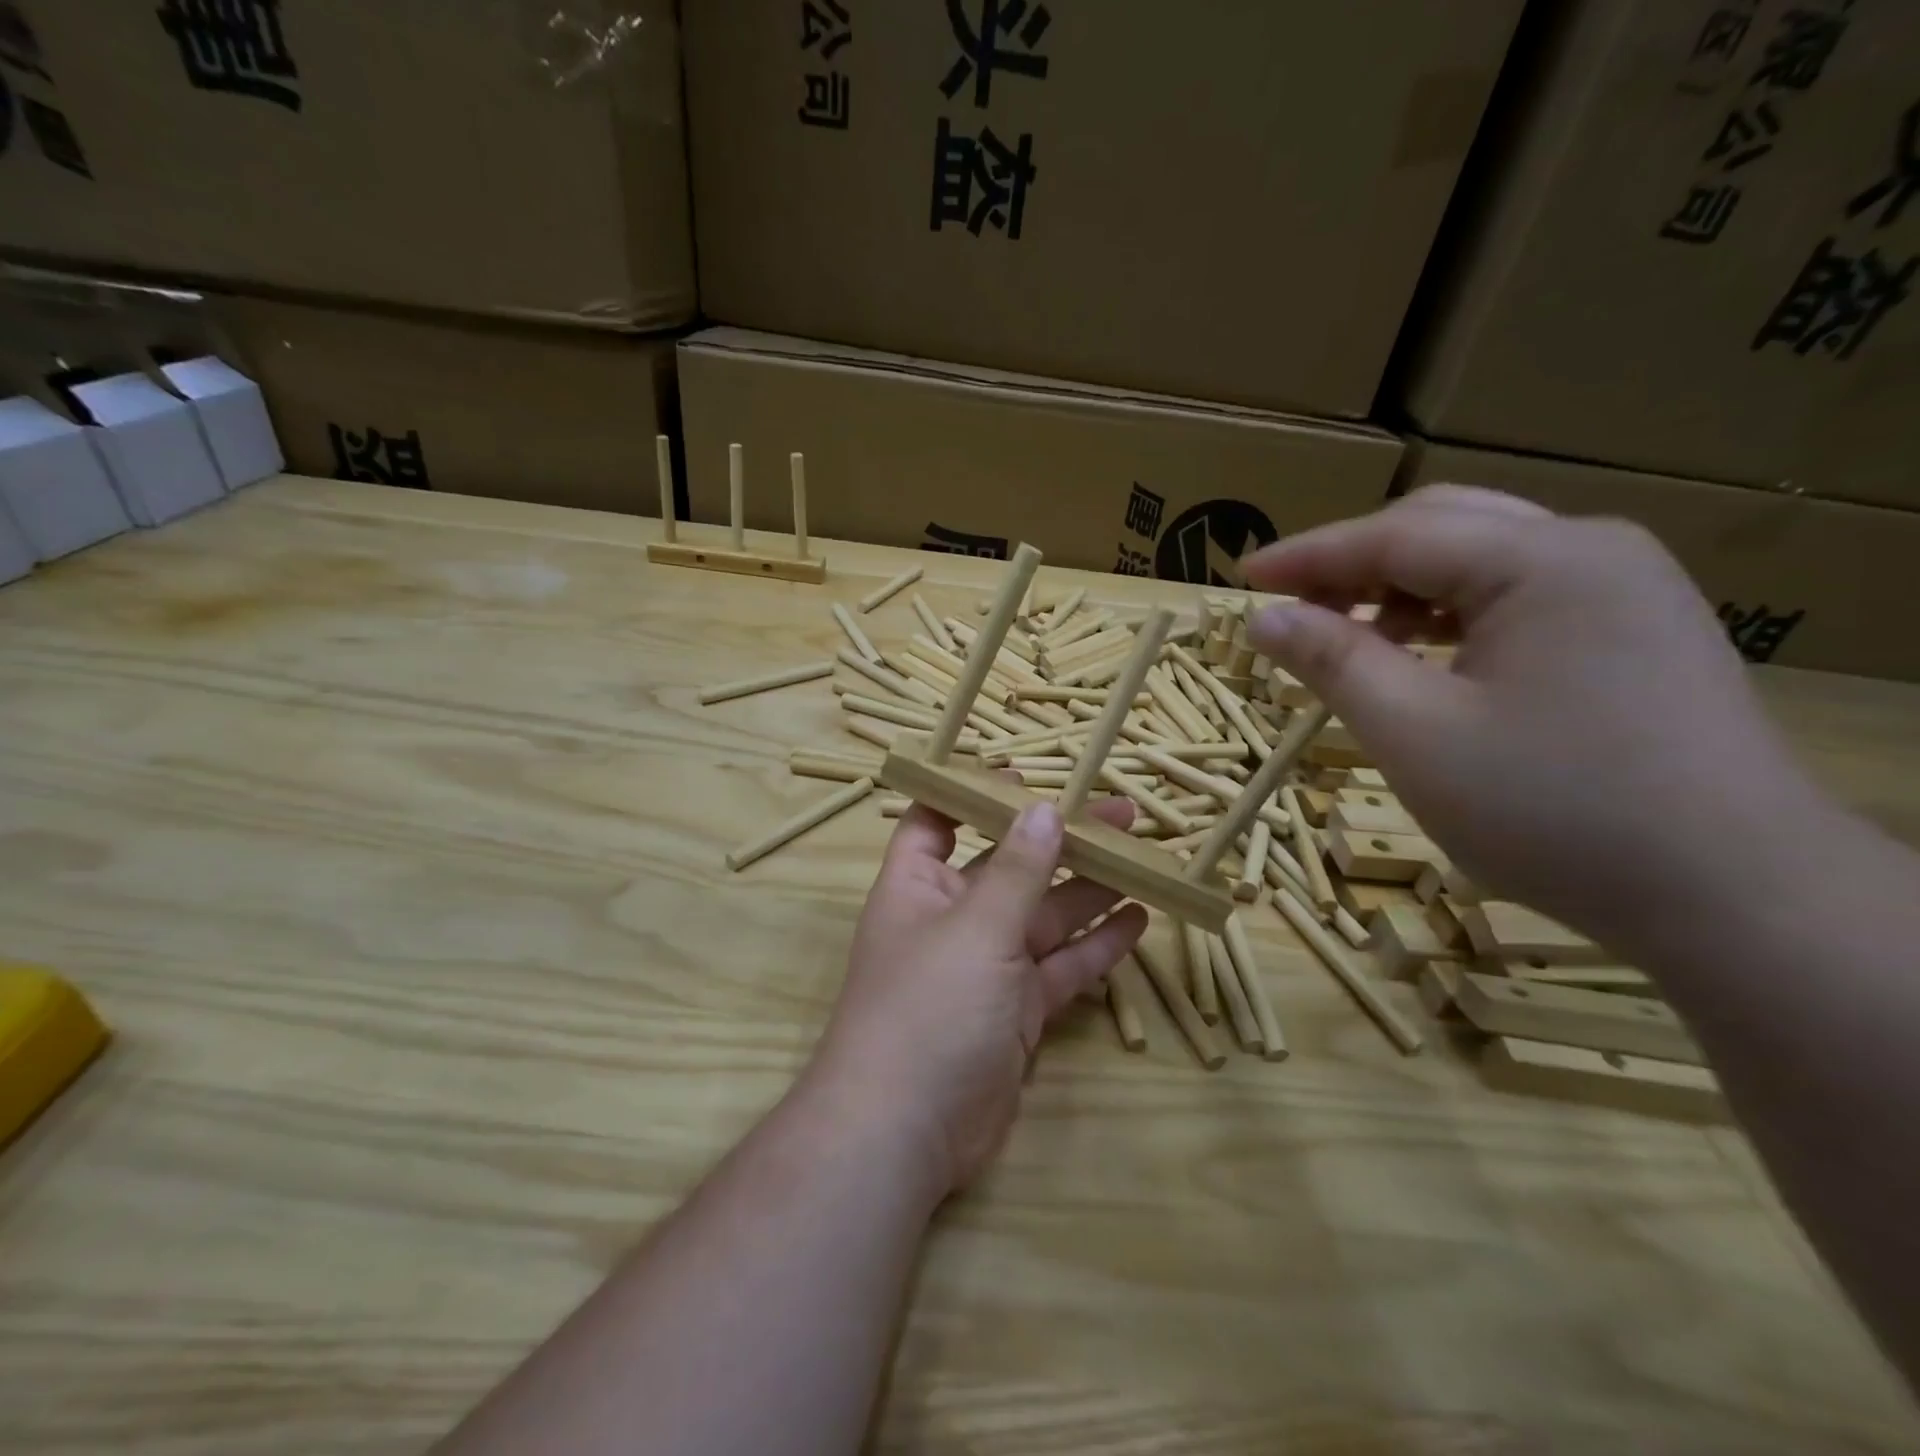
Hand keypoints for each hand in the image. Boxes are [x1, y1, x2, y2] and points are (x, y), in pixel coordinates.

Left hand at [811, 797, 1148, 1195]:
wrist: (906, 1133)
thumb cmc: (928, 1007)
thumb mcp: (976, 929)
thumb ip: (1017, 871)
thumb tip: (1044, 809)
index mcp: (919, 887)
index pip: (938, 822)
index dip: (974, 796)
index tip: (1025, 779)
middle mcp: (953, 919)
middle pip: (1011, 867)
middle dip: (1061, 842)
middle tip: (1122, 816)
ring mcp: (987, 968)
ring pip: (1045, 918)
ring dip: (1090, 891)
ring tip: (1142, 860)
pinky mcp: (1016, 1012)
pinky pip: (1060, 969)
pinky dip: (1096, 948)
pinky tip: (1137, 922)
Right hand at [1240, 485, 1820, 952]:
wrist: (1735, 897)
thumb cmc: (1553, 810)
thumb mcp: (1414, 733)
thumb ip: (1333, 661)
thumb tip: (1264, 619)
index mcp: (1544, 561)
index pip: (1394, 535)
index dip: (1307, 556)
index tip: (1241, 578)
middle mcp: (1592, 552)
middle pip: (1441, 529)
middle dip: (1354, 564)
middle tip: (1292, 609)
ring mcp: (1625, 590)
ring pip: (1480, 560)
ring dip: (1401, 590)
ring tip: (1351, 640)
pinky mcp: (1634, 632)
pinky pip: (1517, 598)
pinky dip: (1450, 616)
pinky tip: (1422, 658)